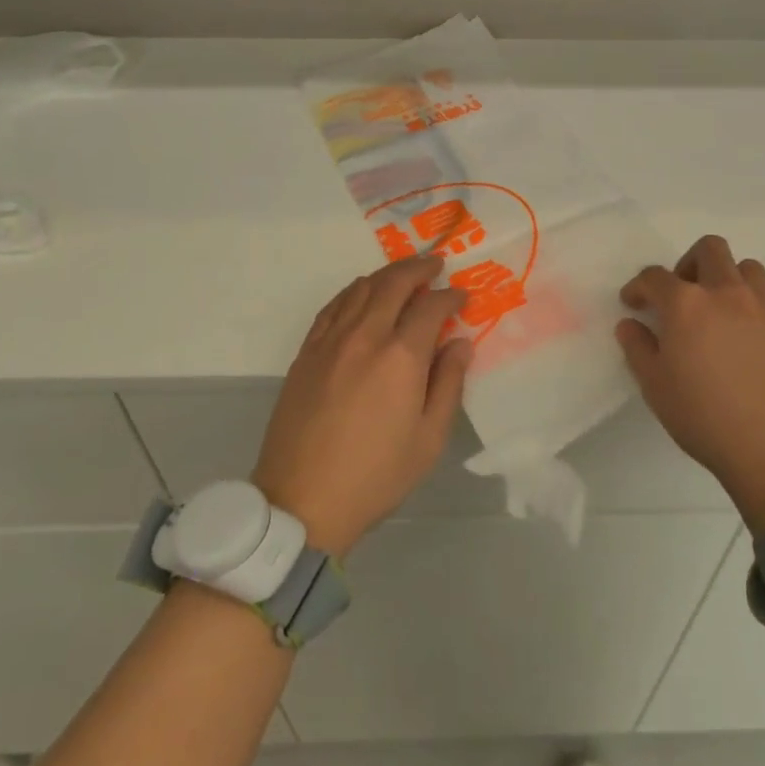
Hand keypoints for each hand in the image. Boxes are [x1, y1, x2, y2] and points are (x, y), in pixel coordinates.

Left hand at [251, 256, 473, 557]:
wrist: (302, 501)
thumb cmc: (376, 476)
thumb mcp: (429, 439)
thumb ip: (449, 383)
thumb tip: (460, 343)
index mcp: (401, 356)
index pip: (431, 306)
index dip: (450, 296)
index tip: (462, 296)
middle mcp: (365, 336)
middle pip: (394, 283)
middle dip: (419, 268)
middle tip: (436, 264)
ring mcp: (331, 340)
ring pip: (361, 288)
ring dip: (387, 275)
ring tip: (404, 275)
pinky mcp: (307, 352)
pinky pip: (333, 306)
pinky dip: (354, 291)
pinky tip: (362, 295)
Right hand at [617, 235, 764, 533]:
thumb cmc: (707, 419)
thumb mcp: (656, 388)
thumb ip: (638, 349)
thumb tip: (631, 324)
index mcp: (687, 304)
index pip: (655, 277)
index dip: (639, 286)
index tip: (634, 303)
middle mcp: (728, 294)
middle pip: (710, 249)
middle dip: (688, 263)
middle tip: (682, 296)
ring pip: (748, 269)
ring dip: (728, 280)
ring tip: (720, 312)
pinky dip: (754, 314)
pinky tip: (750, 349)